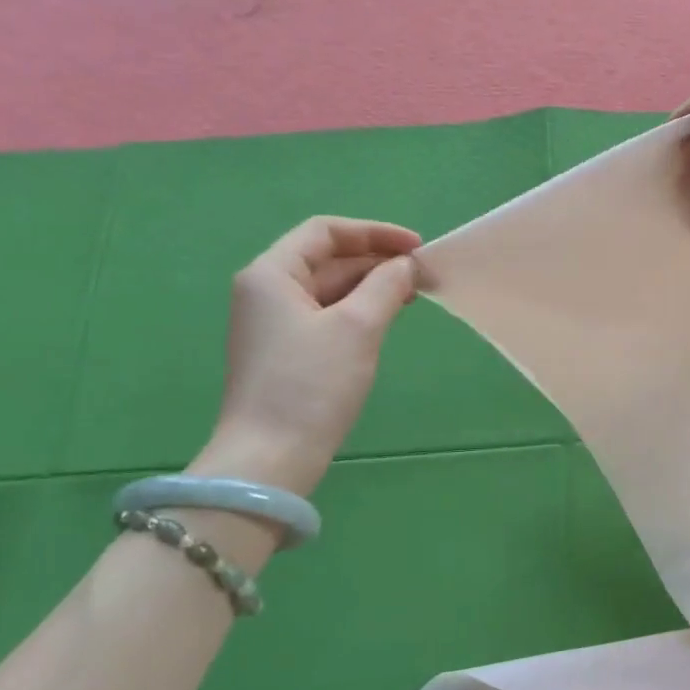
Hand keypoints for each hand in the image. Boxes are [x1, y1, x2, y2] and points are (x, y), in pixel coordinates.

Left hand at [192, 216, 420, 495]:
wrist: (270, 457)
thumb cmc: (311, 384)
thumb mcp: (357, 327)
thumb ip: (386, 286)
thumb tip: (408, 265)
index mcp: (271, 274)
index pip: (325, 232)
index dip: (374, 233)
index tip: (417, 248)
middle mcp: (266, 292)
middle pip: (326, 259)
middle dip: (375, 261)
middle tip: (422, 274)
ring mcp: (274, 324)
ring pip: (328, 290)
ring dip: (370, 286)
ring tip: (413, 294)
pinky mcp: (285, 353)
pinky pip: (326, 316)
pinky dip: (358, 311)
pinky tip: (386, 318)